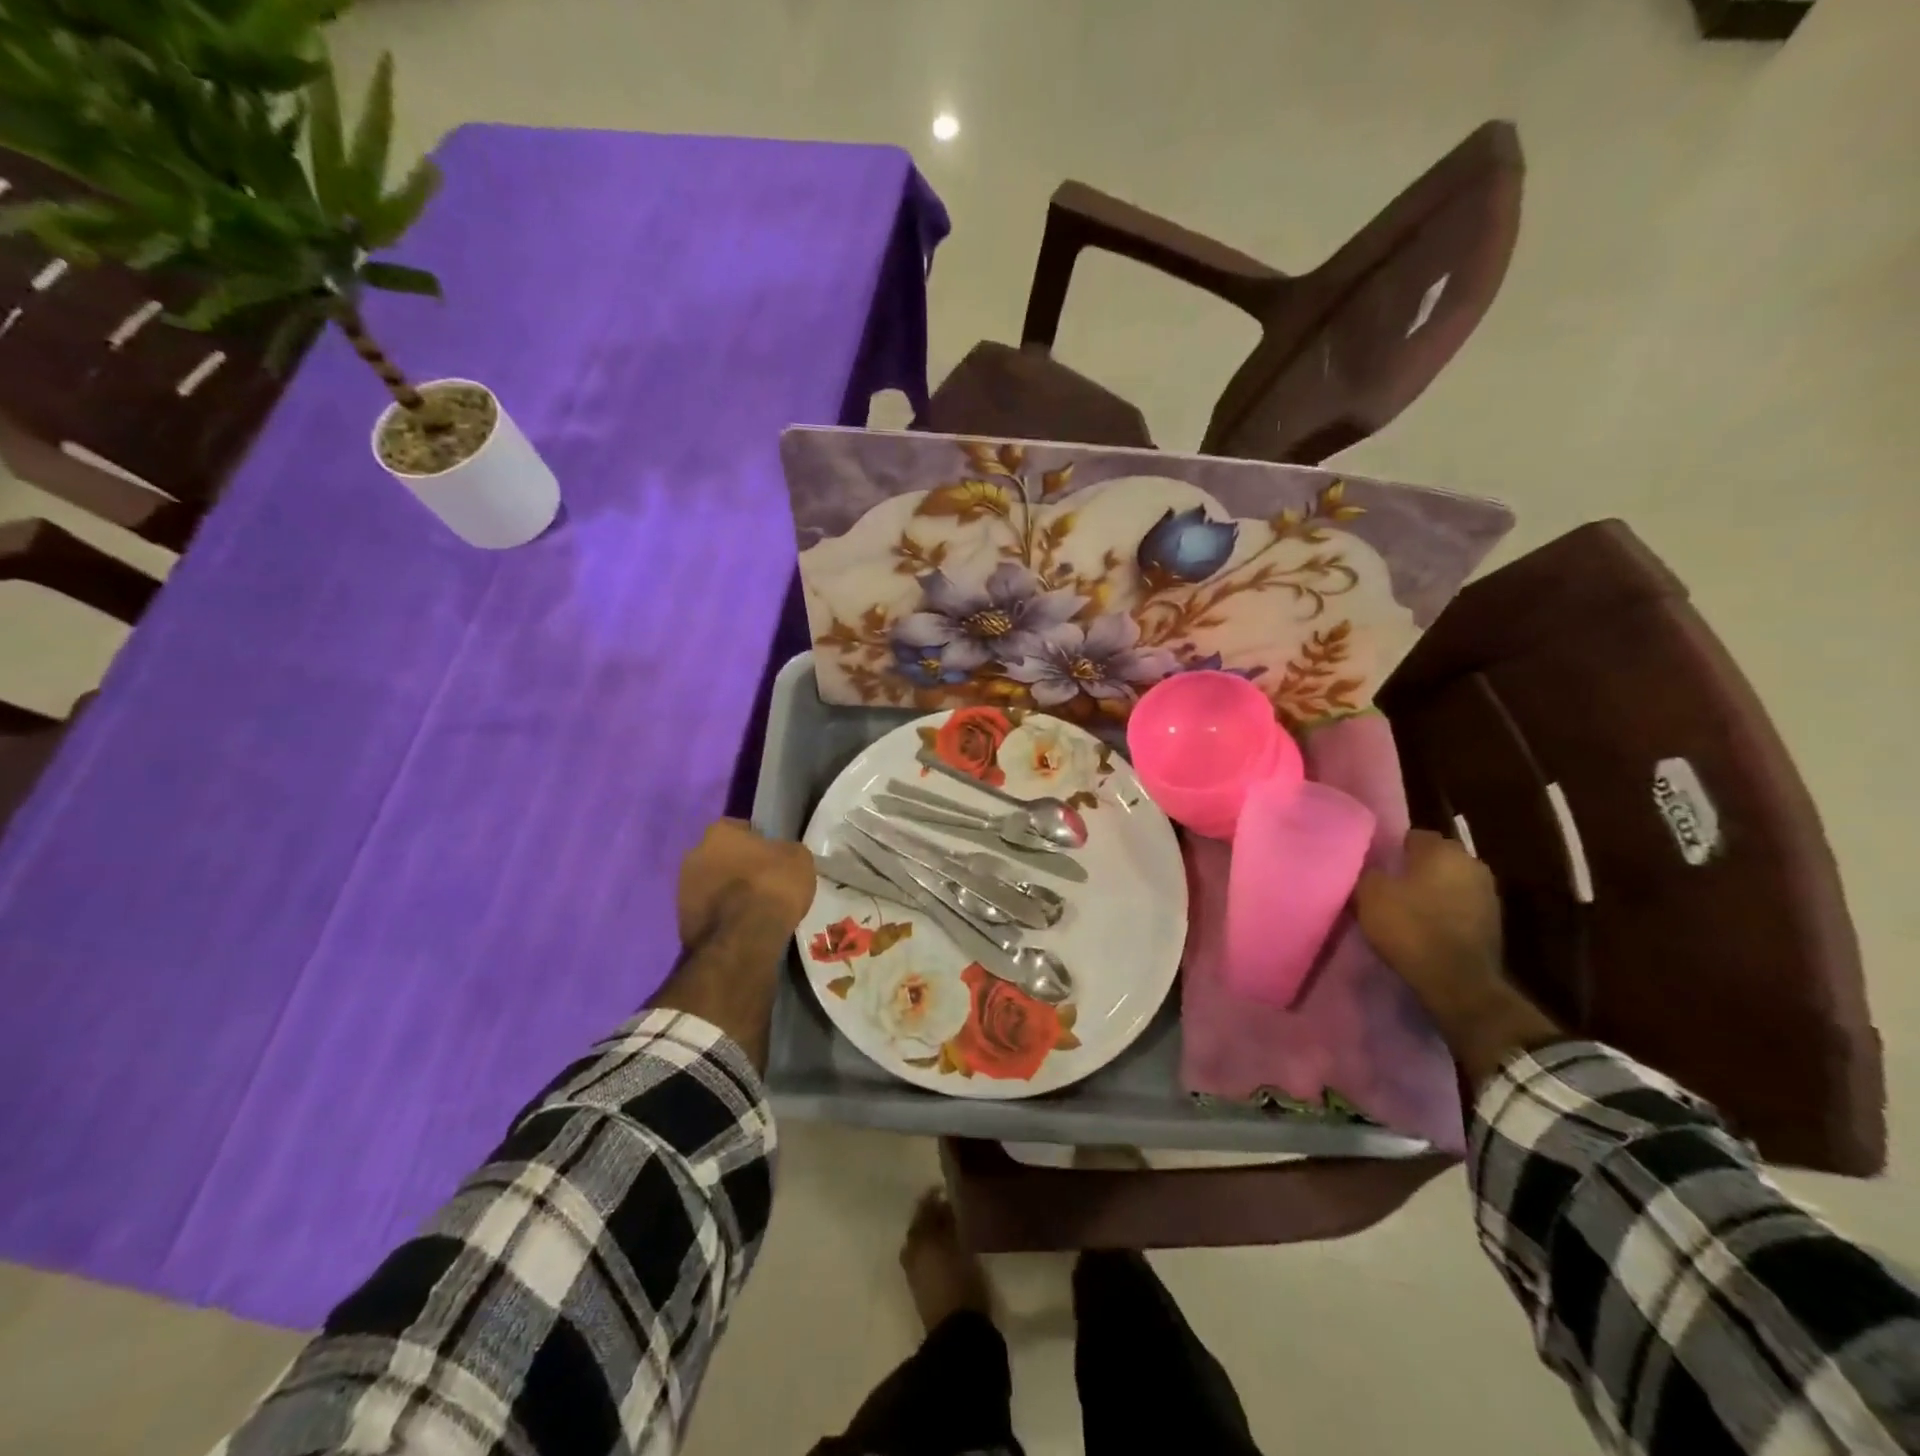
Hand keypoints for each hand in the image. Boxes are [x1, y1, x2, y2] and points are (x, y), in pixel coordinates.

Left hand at [677, 820, 815, 944]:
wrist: (745, 937)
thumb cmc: (773, 885)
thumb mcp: (799, 858)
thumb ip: (785, 850)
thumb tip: (781, 855)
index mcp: (719, 832)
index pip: (740, 829)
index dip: (758, 843)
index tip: (772, 858)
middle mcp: (693, 854)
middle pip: (720, 857)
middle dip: (736, 867)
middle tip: (760, 883)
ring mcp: (682, 889)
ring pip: (710, 885)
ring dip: (726, 893)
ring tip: (751, 909)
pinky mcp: (681, 921)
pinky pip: (707, 912)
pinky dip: (721, 917)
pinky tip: (741, 927)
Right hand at [1355, 829, 1504, 1014]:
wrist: (1458, 982)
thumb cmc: (1410, 928)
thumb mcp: (1369, 894)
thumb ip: (1369, 871)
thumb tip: (1372, 865)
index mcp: (1443, 850)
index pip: (1413, 836)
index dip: (1392, 850)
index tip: (1376, 867)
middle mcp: (1472, 863)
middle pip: (1435, 859)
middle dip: (1415, 869)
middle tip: (1389, 887)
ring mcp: (1488, 894)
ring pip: (1450, 883)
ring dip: (1432, 892)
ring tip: (1407, 909)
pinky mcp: (1494, 923)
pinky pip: (1460, 907)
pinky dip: (1445, 913)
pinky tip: (1427, 928)